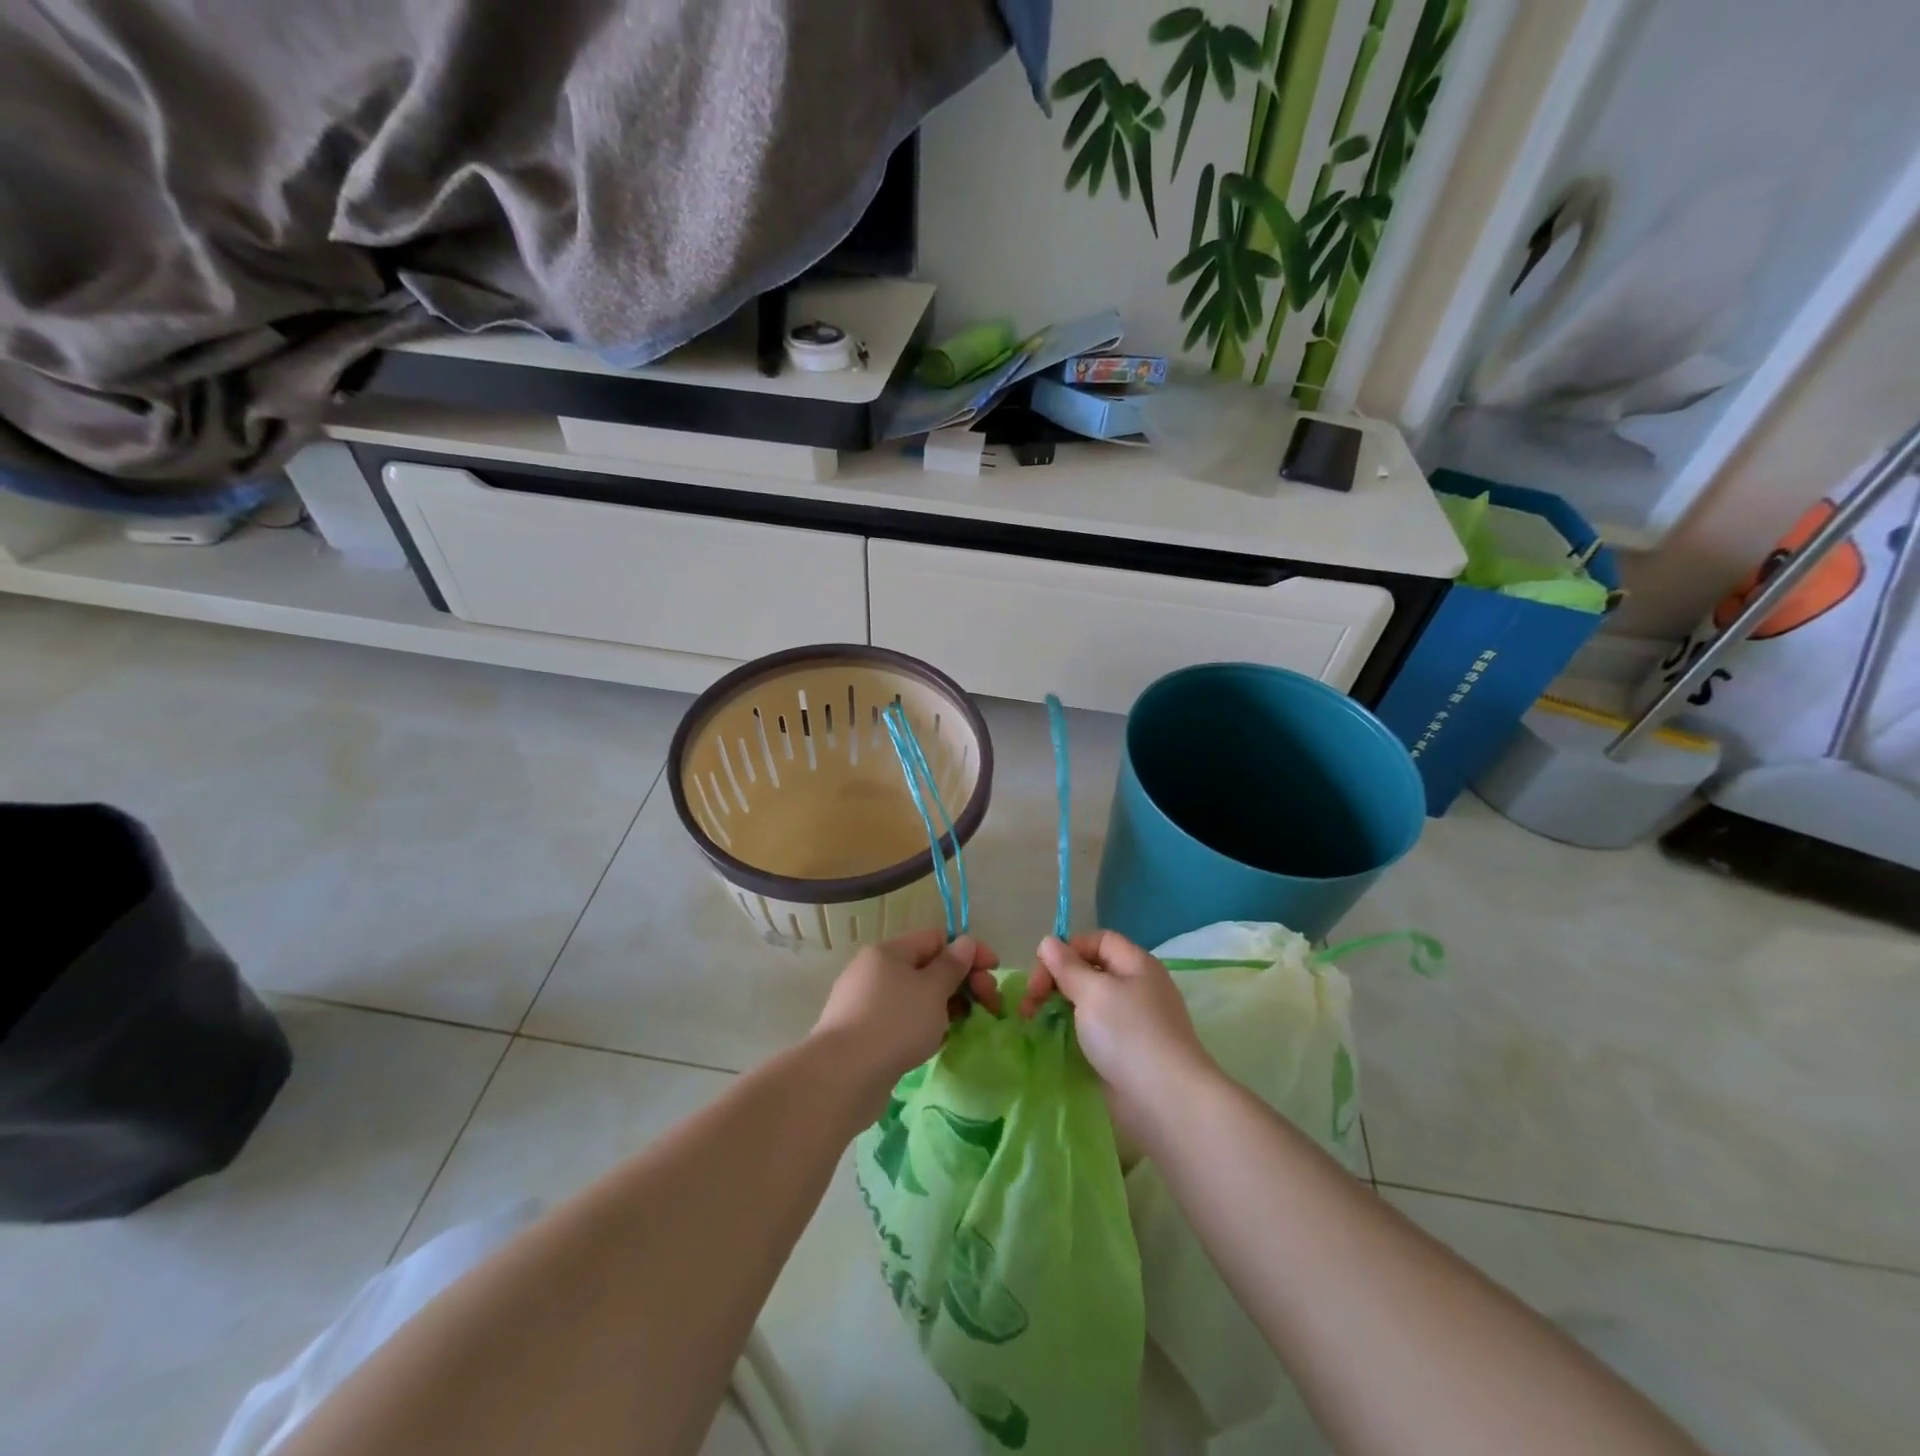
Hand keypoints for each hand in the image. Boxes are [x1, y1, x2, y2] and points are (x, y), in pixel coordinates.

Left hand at [812, 930, 1000, 1103]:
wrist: (843, 1077)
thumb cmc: (894, 1023)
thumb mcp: (932, 990)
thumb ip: (952, 965)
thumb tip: (964, 942)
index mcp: (888, 952)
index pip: (936, 939)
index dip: (968, 951)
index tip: (994, 971)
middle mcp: (874, 972)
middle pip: (927, 968)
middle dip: (962, 982)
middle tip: (989, 1005)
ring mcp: (866, 1004)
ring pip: (916, 997)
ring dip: (945, 1007)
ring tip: (963, 1027)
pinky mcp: (864, 1035)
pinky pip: (903, 1021)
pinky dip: (924, 1027)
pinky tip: (936, 1043)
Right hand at [1023, 931, 1219, 1148]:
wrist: (1165, 1101)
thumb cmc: (1129, 1035)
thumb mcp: (1093, 992)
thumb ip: (1067, 966)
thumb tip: (1048, 942)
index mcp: (1136, 964)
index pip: (1097, 940)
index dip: (1068, 949)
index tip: (1042, 971)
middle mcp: (1136, 988)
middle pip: (1089, 970)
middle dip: (1056, 979)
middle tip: (1030, 1002)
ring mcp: (1131, 1022)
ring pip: (1088, 1002)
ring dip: (1059, 1005)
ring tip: (1034, 1020)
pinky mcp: (1124, 1052)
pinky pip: (1093, 1030)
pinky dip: (1072, 1030)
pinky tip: (1054, 1039)